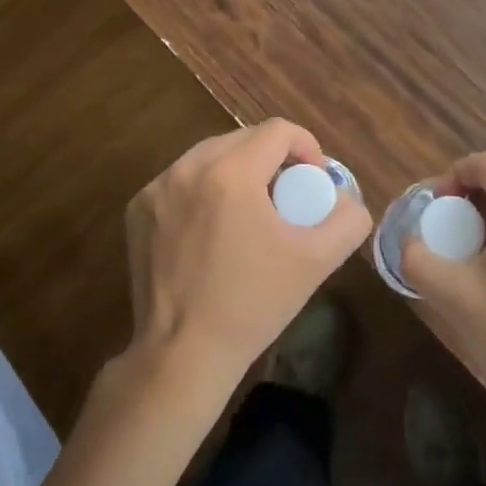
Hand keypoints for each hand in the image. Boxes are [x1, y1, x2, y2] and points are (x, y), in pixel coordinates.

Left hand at [123, 120, 372, 396]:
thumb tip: (346, 200)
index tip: (313, 182)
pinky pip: (182, 181)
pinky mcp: (138, 209)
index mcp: (230, 174)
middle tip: (285, 198)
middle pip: (243, 139)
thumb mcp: (316, 262)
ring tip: (250, 211)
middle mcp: (187, 169)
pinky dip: (203, 190)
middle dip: (272, 160)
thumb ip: (348, 220)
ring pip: (210, 157)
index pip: (278, 131)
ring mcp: (157, 188)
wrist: (183, 353)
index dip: (306, 147)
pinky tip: (213, 228)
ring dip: (237, 172)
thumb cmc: (253, 304)